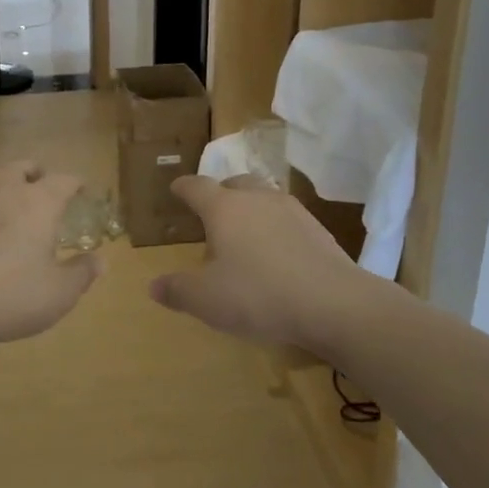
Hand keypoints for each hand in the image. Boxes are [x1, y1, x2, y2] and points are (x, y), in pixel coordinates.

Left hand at [0, 160, 103, 356]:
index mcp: (38, 202)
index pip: (64, 180)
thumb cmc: (7, 297)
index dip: (76, 184)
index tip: (81, 191)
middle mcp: (3, 187)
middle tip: (42, 190)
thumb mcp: (57, 295)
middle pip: (23, 166)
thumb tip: (101, 261)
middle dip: (36, 174)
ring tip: (2, 193)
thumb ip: (82, 274)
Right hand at [150, 175, 357, 349]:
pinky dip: (275, 228)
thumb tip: (154, 286)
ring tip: (245, 235)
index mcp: (224, 208)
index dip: (183, 188)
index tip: (176, 188)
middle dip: (220, 194)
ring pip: (263, 198)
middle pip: (234, 184)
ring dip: (250, 210)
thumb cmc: (259, 295)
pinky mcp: (318, 230)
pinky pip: (287, 219)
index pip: (197, 187)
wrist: (334, 303)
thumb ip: (178, 290)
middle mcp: (257, 199)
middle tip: (212, 213)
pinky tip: (277, 254)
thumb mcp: (207, 300)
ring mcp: (292, 211)